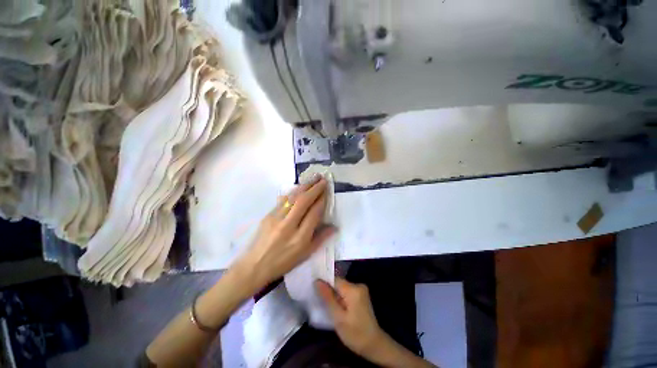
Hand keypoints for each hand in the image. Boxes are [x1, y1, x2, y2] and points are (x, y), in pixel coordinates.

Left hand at [237, 175, 335, 291]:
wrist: (254, 266)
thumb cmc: (283, 262)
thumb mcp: (305, 254)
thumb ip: (321, 238)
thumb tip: (335, 226)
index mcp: (300, 238)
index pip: (314, 213)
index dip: (322, 200)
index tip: (326, 190)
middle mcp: (288, 226)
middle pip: (303, 202)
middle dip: (315, 188)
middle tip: (323, 179)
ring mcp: (276, 219)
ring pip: (292, 198)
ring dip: (304, 186)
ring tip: (313, 178)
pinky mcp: (268, 215)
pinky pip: (283, 200)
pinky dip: (293, 191)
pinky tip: (299, 186)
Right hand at [315, 277, 386, 358]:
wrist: (374, 345)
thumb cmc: (355, 334)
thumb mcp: (338, 318)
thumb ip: (328, 298)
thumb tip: (317, 281)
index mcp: (353, 289)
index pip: (334, 279)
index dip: (323, 283)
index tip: (313, 290)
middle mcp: (358, 285)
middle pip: (338, 283)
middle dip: (328, 290)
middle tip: (318, 300)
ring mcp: (361, 290)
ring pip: (341, 288)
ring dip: (334, 295)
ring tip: (325, 305)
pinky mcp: (361, 296)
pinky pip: (346, 292)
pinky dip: (340, 298)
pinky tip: (335, 307)